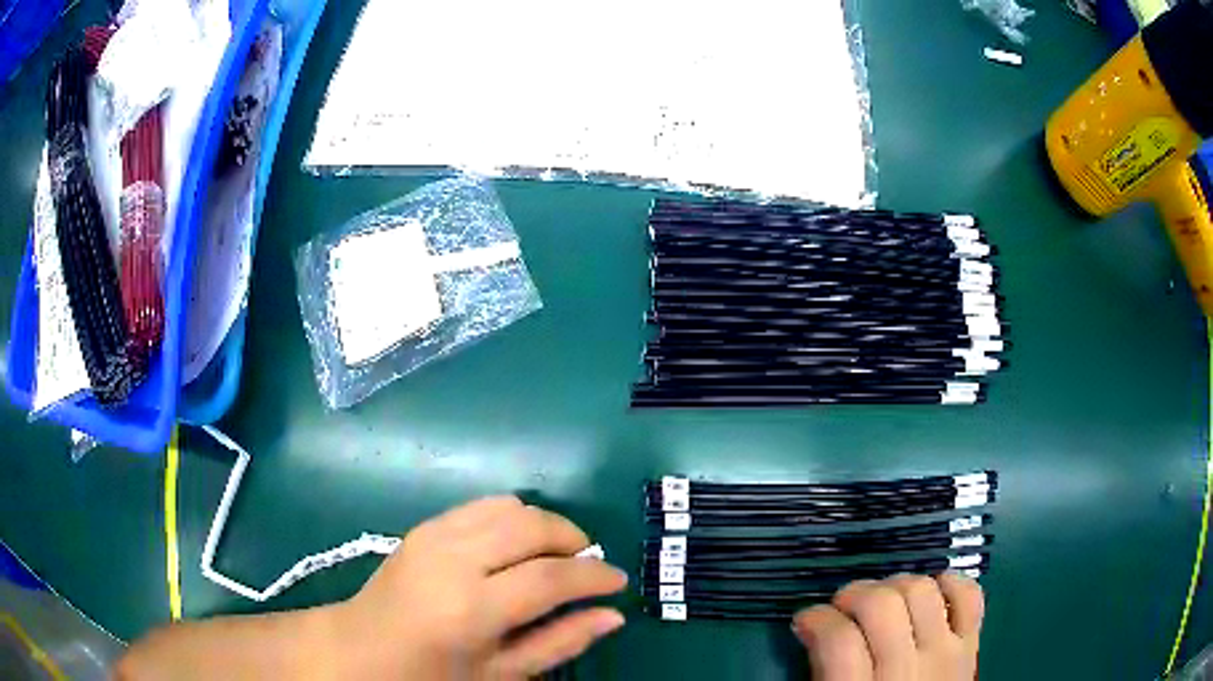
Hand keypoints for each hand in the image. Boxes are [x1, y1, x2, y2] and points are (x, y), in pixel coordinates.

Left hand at [329, 496, 627, 678]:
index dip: (594, 575)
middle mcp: (453, 559)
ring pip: (510, 506)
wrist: (362, 648)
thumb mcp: (500, 674)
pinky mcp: (425, 525)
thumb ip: (560, 642)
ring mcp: (434, 535)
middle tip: (587, 567)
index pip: (551, 577)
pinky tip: (516, 547)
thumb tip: (613, 615)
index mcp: (472, 608)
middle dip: (573, 539)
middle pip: (533, 526)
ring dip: (544, 525)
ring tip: (554, 557)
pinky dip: (513, 518)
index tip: (618, 581)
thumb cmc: (433, 674)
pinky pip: (483, 505)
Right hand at [793, 573, 983, 680]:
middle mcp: (906, 670)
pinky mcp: (971, 644)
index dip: (816, 619)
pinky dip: (949, 584)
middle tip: (841, 608)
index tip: (806, 621)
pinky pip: (968, 595)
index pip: (838, 639)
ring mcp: (945, 653)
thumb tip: (809, 631)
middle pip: (881, 605)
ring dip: (895, 586)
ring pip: (921, 590)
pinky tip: (930, 594)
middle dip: (853, 594)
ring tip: (882, 602)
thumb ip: (820, 676)